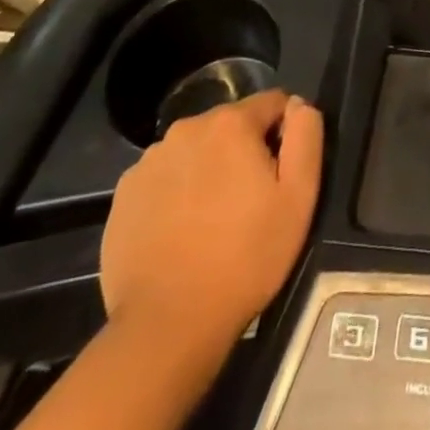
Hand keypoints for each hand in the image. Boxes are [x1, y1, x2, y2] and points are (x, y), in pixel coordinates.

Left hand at [101, 91, 322, 338]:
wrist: (166, 326)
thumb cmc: (245, 258)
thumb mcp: (299, 197)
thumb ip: (305, 136)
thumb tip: (298, 104)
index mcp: (230, 123)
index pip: (272, 104)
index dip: (284, 134)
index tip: (281, 175)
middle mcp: (187, 128)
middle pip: (230, 126)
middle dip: (243, 152)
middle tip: (248, 203)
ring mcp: (149, 161)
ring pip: (195, 151)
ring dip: (208, 170)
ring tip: (212, 221)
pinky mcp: (123, 194)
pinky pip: (163, 178)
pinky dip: (176, 193)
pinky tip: (179, 233)